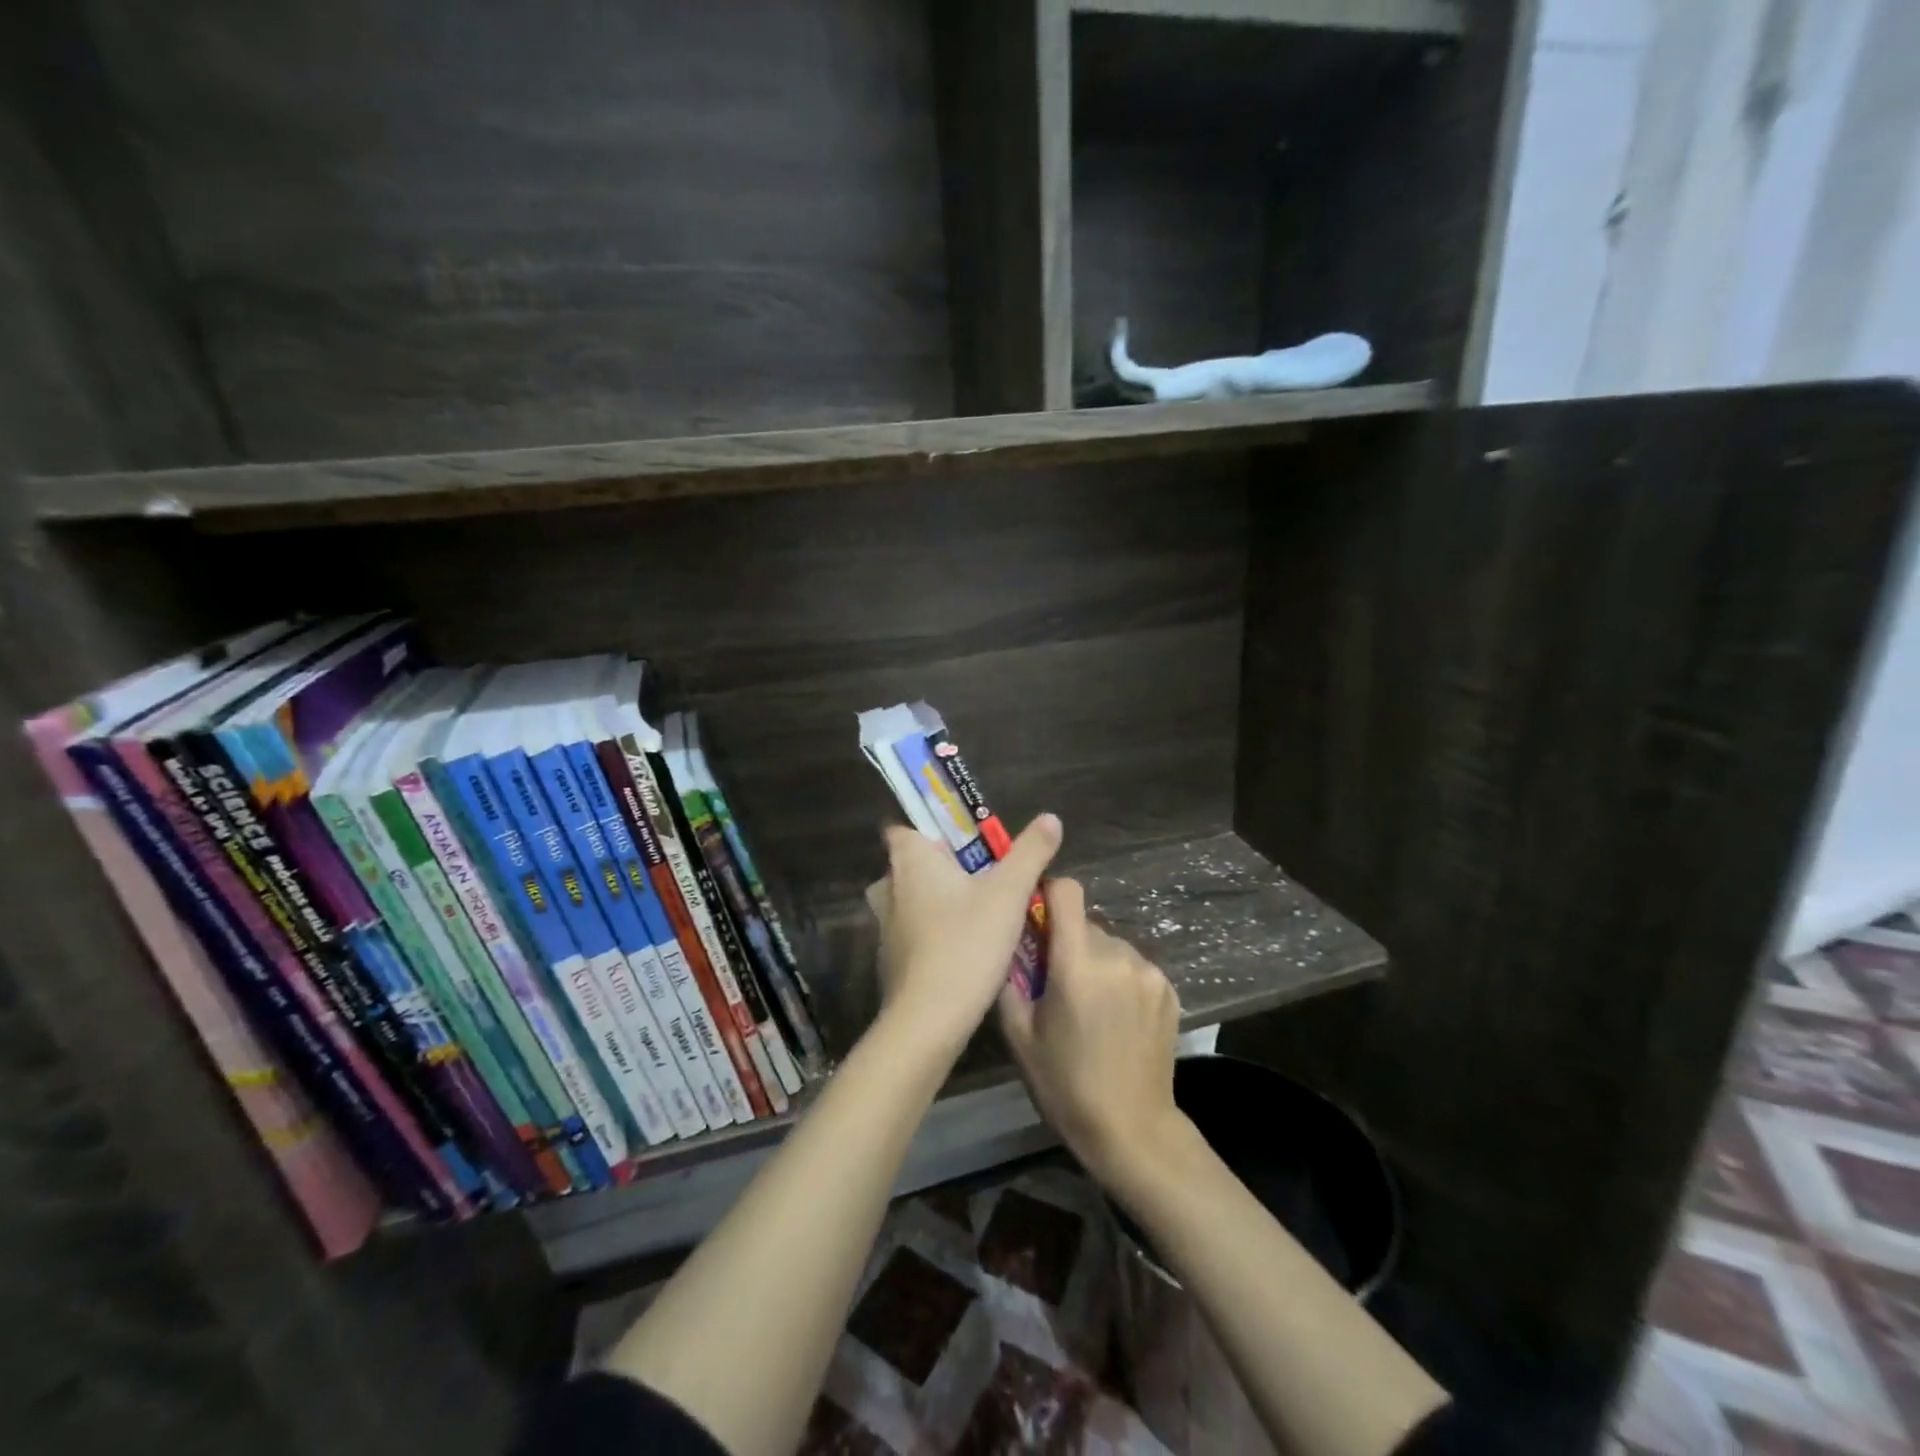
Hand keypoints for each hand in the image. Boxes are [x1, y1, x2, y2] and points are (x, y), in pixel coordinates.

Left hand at [864, 814, 1061, 1055]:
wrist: (928, 1020)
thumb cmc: (966, 943)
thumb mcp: (1009, 894)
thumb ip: (1030, 852)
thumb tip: (1050, 818)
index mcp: (910, 860)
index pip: (903, 827)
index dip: (929, 828)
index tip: (963, 840)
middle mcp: (889, 886)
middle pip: (912, 863)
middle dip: (942, 866)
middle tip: (983, 876)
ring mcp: (885, 925)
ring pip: (912, 899)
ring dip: (939, 900)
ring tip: (980, 911)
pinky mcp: (891, 958)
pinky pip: (913, 930)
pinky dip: (934, 931)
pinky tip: (965, 947)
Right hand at [999, 878, 1184, 1188]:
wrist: (1133, 1131)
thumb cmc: (1066, 1086)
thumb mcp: (1019, 1037)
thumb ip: (1009, 980)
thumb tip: (1006, 944)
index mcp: (1077, 965)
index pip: (1067, 891)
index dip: (1049, 894)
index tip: (1037, 918)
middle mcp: (1117, 956)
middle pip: (1085, 924)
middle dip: (1068, 942)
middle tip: (1058, 982)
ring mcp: (1149, 972)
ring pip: (1110, 944)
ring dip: (1096, 960)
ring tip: (1090, 1005)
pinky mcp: (1169, 988)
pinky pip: (1134, 965)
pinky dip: (1120, 978)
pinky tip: (1117, 1017)